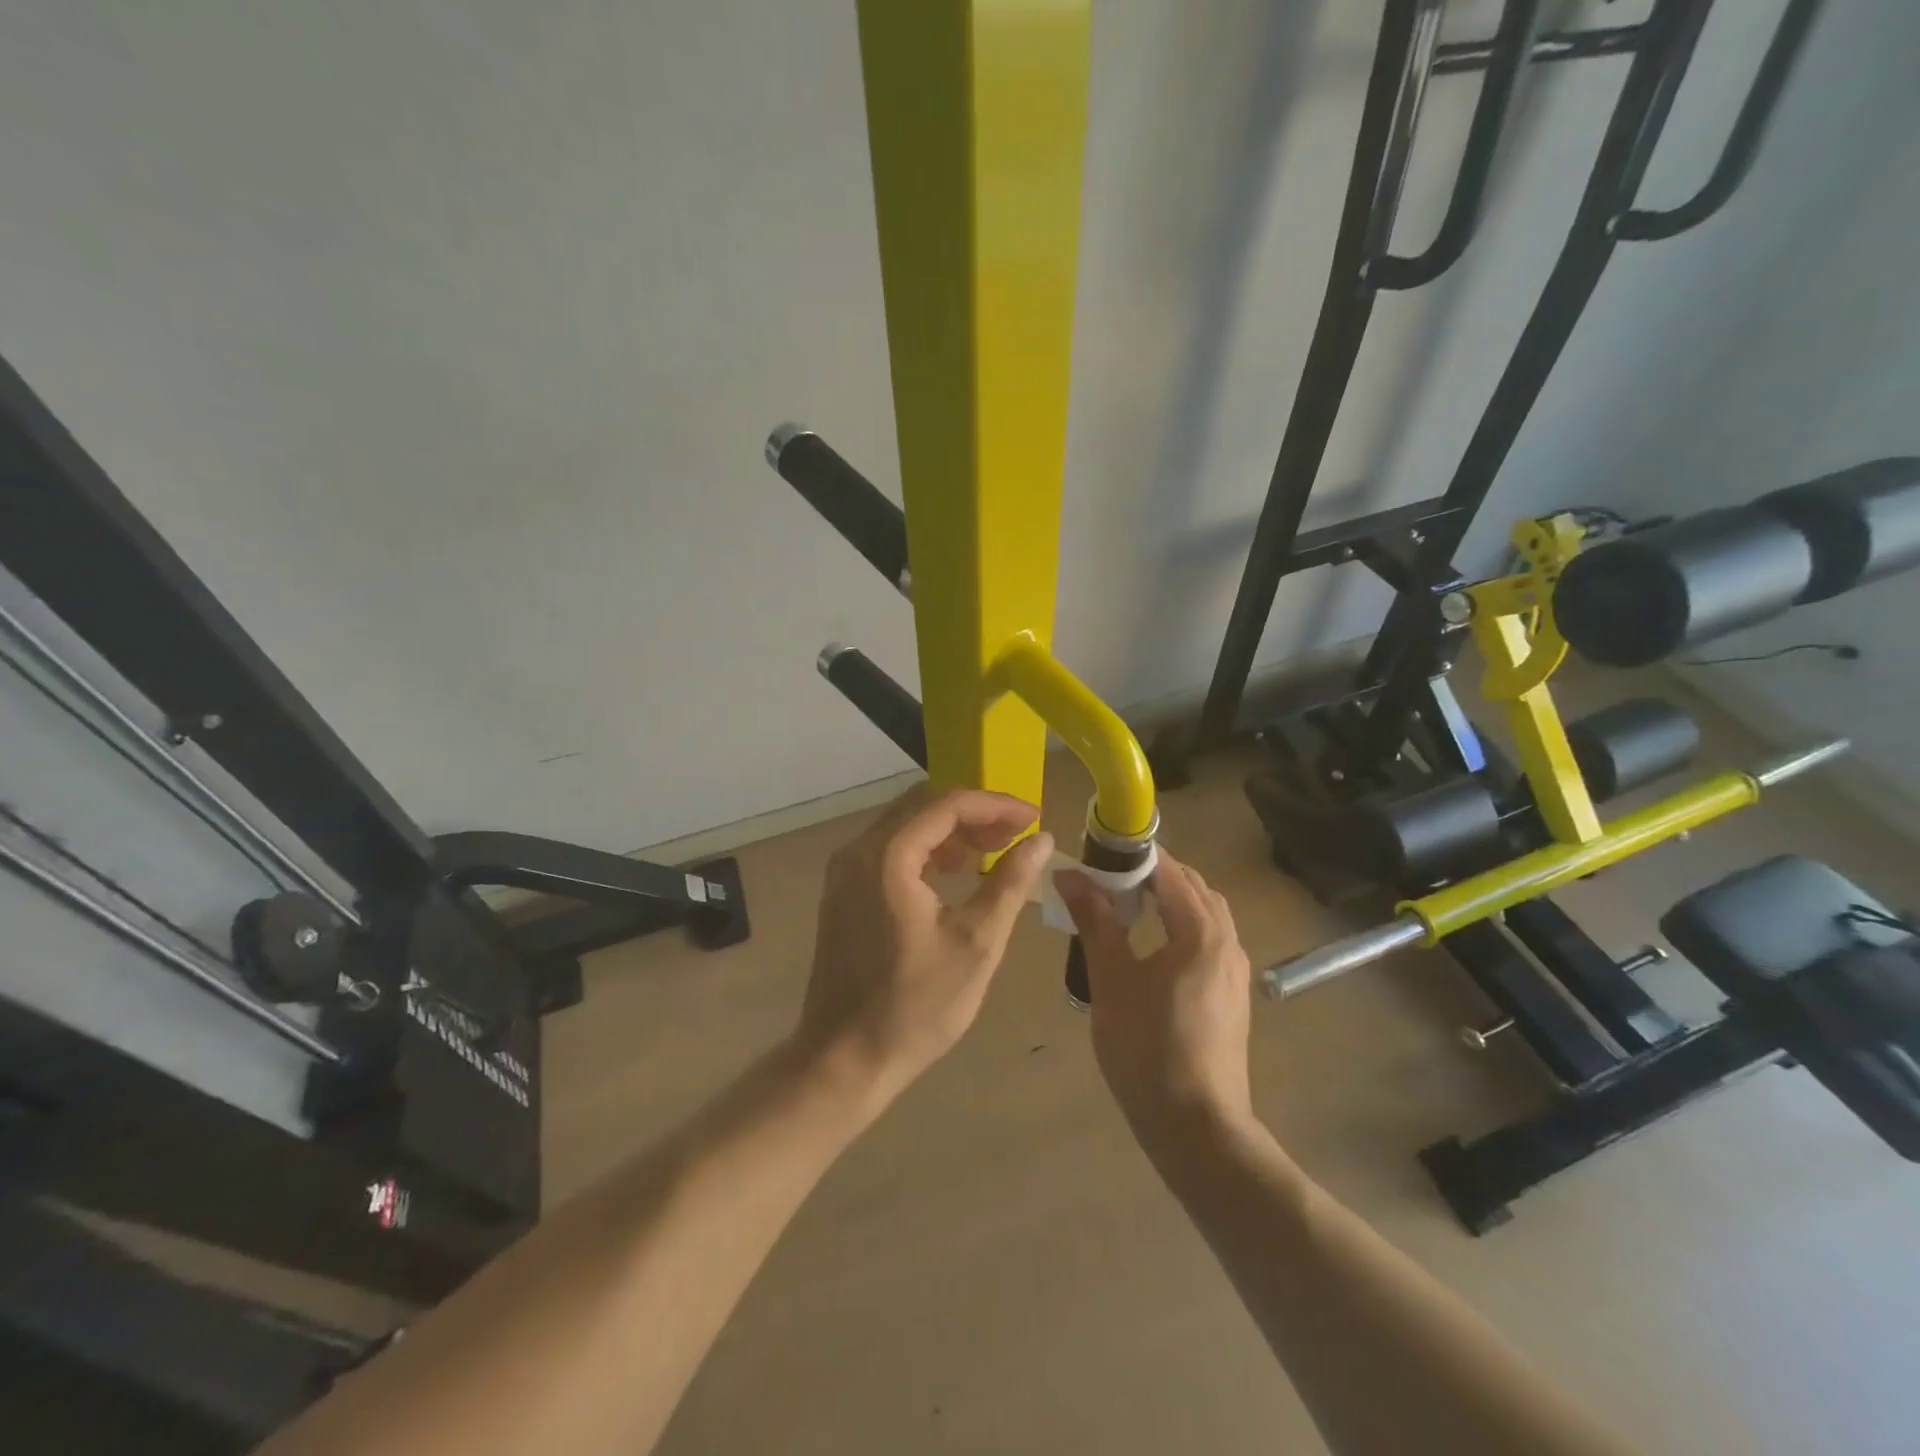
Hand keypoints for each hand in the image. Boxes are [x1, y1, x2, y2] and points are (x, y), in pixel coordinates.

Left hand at [796, 786, 1053, 1106]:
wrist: (844, 1059)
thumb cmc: (916, 1006)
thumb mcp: (976, 944)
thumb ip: (1009, 883)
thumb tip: (1040, 841)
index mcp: (887, 856)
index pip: (947, 804)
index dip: (996, 804)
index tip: (1034, 819)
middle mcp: (857, 850)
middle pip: (923, 806)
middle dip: (974, 813)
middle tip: (1017, 835)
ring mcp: (844, 871)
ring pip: (905, 825)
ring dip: (951, 830)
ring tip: (993, 851)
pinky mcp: (843, 891)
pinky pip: (890, 849)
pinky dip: (927, 850)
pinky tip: (955, 872)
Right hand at [1056, 849, 1253, 1145]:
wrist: (1197, 1128)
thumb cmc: (1148, 1048)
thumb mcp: (1111, 979)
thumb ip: (1095, 921)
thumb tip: (1070, 874)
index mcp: (1201, 932)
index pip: (1170, 871)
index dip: (1134, 856)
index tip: (1097, 852)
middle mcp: (1227, 943)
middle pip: (1193, 888)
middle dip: (1153, 874)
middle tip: (1108, 878)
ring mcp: (1235, 972)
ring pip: (1205, 915)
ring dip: (1170, 899)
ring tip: (1127, 908)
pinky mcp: (1233, 997)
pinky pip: (1208, 941)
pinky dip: (1181, 926)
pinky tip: (1152, 948)